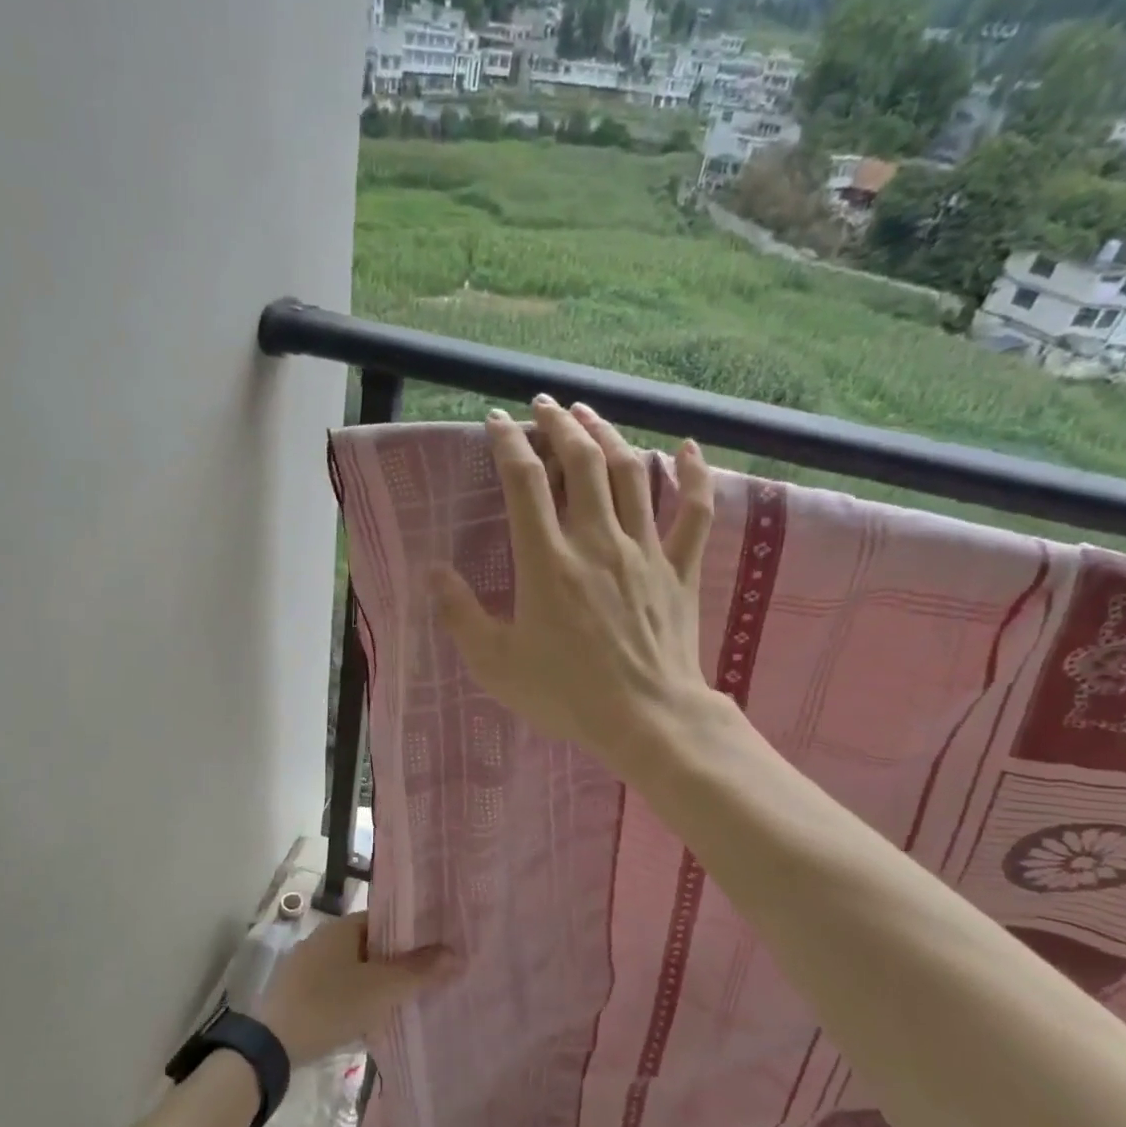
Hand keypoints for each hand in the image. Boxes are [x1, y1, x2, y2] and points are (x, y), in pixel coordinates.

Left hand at [257, 917, 459, 1068]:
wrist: (271, 1046)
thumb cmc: (331, 1005)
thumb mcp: (382, 989)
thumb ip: (420, 971)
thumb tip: (455, 953)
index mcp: (342, 927)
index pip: (384, 920)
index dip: (410, 934)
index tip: (435, 950)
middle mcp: (322, 938)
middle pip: (369, 945)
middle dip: (395, 961)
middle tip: (424, 979)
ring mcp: (306, 965)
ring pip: (353, 968)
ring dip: (375, 981)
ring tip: (402, 1000)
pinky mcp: (297, 992)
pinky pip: (336, 987)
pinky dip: (354, 996)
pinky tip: (367, 1017)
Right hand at [430, 396, 719, 782]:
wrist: (647, 720)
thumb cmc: (566, 694)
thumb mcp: (496, 663)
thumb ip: (460, 614)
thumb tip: (433, 572)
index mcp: (547, 561)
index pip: (525, 482)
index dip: (508, 443)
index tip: (496, 421)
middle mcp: (596, 541)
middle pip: (581, 461)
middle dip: (559, 425)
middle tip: (543, 406)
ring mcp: (644, 550)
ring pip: (632, 472)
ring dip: (609, 435)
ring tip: (590, 415)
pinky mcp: (678, 568)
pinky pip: (693, 511)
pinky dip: (692, 474)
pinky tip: (687, 447)